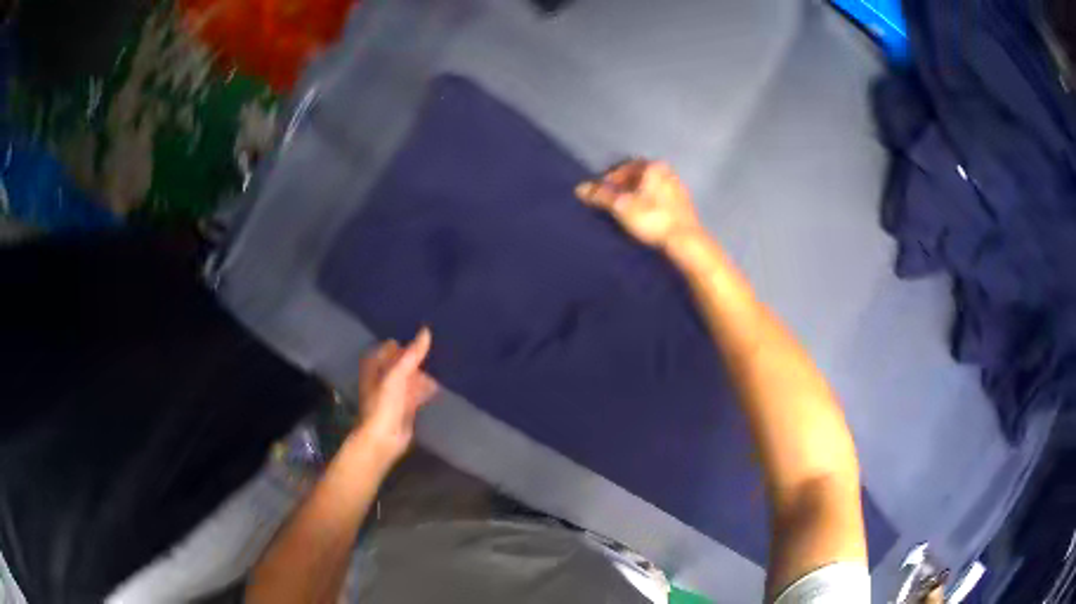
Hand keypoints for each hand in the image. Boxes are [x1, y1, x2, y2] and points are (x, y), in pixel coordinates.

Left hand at [355, 328, 438, 464]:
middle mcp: (383, 376)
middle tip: (440, 346)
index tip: (425, 333)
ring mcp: (394, 392)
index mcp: (375, 366)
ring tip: (444, 362)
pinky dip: (426, 387)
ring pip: (411, 376)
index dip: (405, 340)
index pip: (390, 346)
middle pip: (402, 361)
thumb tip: (426, 330)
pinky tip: (440, 384)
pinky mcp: (405, 406)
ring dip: (423, 372)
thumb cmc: (384, 403)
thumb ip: (412, 354)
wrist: (384, 437)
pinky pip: (417, 391)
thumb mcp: (398, 374)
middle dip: (417, 356)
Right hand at [576, 160, 701, 249]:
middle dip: (625, 187)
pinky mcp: (684, 207)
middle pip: (640, 177)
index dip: (611, 178)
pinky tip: (644, 219)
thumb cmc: (652, 218)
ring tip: (626, 212)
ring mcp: (679, 190)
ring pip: (651, 189)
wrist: (685, 241)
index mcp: (654, 167)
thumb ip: (601, 196)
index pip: (627, 166)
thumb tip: (580, 188)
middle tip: (612, 201)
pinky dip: (650, 206)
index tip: (603, 191)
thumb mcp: (621, 206)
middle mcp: (669, 173)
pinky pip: (661, 201)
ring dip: (638, 197)